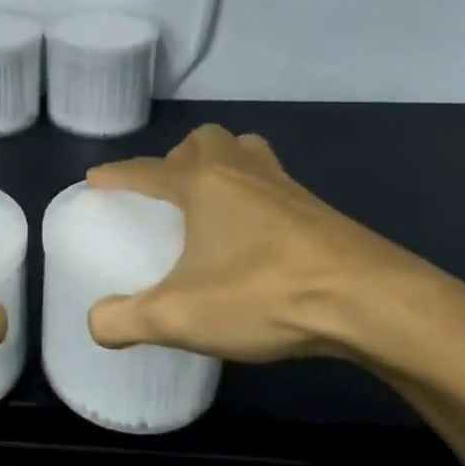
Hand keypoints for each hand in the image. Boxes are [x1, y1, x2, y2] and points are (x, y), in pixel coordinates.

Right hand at [86, 124, 464, 363]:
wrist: (369, 301)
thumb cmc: (264, 294)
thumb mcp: (180, 318)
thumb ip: (126, 321)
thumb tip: (95, 325)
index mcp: (201, 184)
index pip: (146, 170)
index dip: (117, 174)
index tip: (95, 179)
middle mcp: (241, 172)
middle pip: (203, 140)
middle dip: (177, 158)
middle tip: (168, 194)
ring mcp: (285, 186)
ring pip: (245, 150)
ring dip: (221, 163)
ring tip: (212, 200)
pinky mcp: (318, 209)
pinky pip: (274, 180)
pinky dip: (255, 191)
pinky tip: (257, 233)